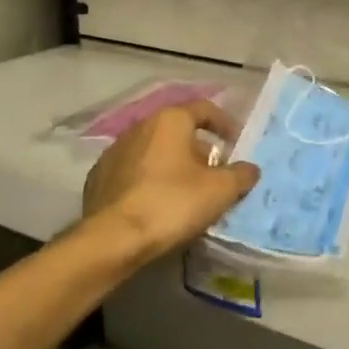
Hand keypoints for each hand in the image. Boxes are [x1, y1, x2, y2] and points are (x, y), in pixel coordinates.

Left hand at [82, 102, 260, 261]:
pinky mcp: (98, 177)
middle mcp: (140, 126)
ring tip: (187, 193)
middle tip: (215, 175)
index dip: (226, 125)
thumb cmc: (172, 203)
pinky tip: (157, 204)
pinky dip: (150, 181)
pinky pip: (134, 172)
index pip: (205, 109)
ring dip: (174, 166)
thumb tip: (250, 169)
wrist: (112, 238)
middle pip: (179, 132)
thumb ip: (241, 174)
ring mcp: (115, 151)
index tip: (237, 145)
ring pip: (155, 151)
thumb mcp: (220, 190)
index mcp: (170, 120)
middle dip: (200, 151)